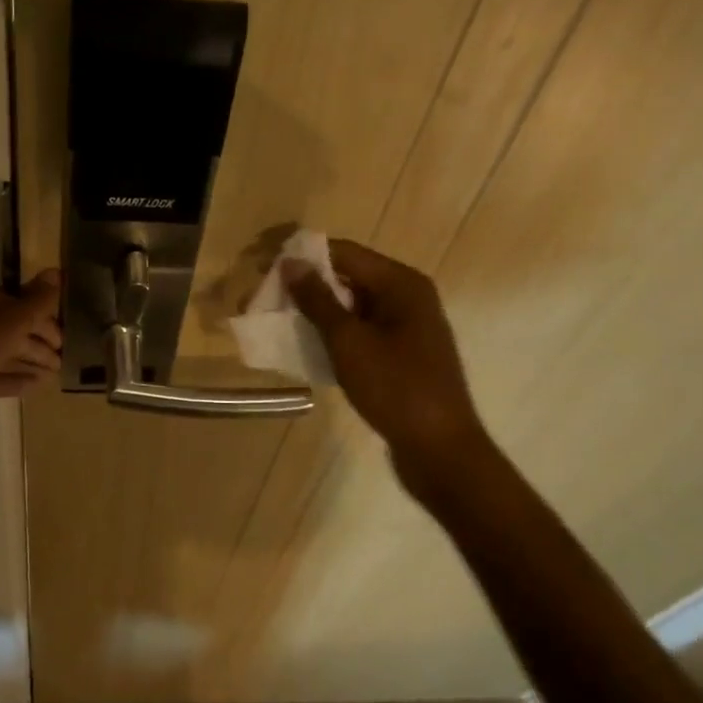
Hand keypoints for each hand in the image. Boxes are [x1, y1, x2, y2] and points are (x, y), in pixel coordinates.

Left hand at [0, 270, 62, 428]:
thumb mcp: (10, 319)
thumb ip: (38, 301)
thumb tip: (58, 271)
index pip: (16, 300)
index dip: (43, 319)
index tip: (62, 340)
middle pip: (7, 326)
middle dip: (36, 344)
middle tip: (61, 362)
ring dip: (25, 362)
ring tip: (51, 377)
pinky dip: (6, 378)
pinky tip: (31, 388)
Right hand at [285, 241, 485, 464]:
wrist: (440, 450)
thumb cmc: (395, 388)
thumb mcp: (349, 341)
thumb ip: (318, 300)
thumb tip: (290, 263)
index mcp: (401, 283)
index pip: (343, 252)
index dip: (301, 256)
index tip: (262, 267)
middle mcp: (407, 296)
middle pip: (348, 276)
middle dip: (305, 284)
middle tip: (264, 297)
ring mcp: (406, 326)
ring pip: (352, 305)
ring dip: (316, 310)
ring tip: (276, 320)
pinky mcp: (401, 352)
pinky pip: (360, 329)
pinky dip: (333, 332)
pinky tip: (305, 344)